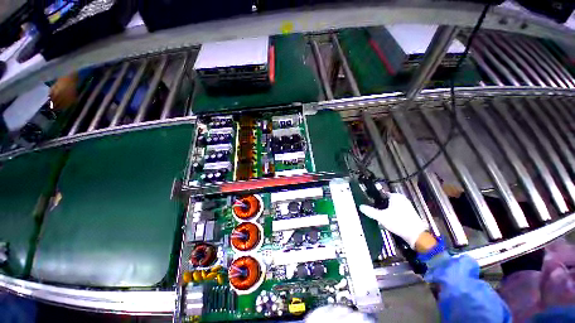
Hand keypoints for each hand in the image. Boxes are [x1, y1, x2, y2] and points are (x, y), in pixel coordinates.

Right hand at [359, 193, 427, 248]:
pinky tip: (389, 222)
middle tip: (375, 214)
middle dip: (379, 207)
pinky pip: (396, 212)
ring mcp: (407, 206)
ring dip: (385, 212)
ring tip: (381, 219)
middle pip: (385, 201)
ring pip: (391, 207)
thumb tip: (360, 207)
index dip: (374, 200)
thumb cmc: (399, 222)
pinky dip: (391, 215)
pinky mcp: (409, 213)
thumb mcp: (381, 217)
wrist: (416, 236)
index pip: (380, 194)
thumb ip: (370, 211)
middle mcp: (402, 199)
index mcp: (395, 196)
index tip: (369, 205)